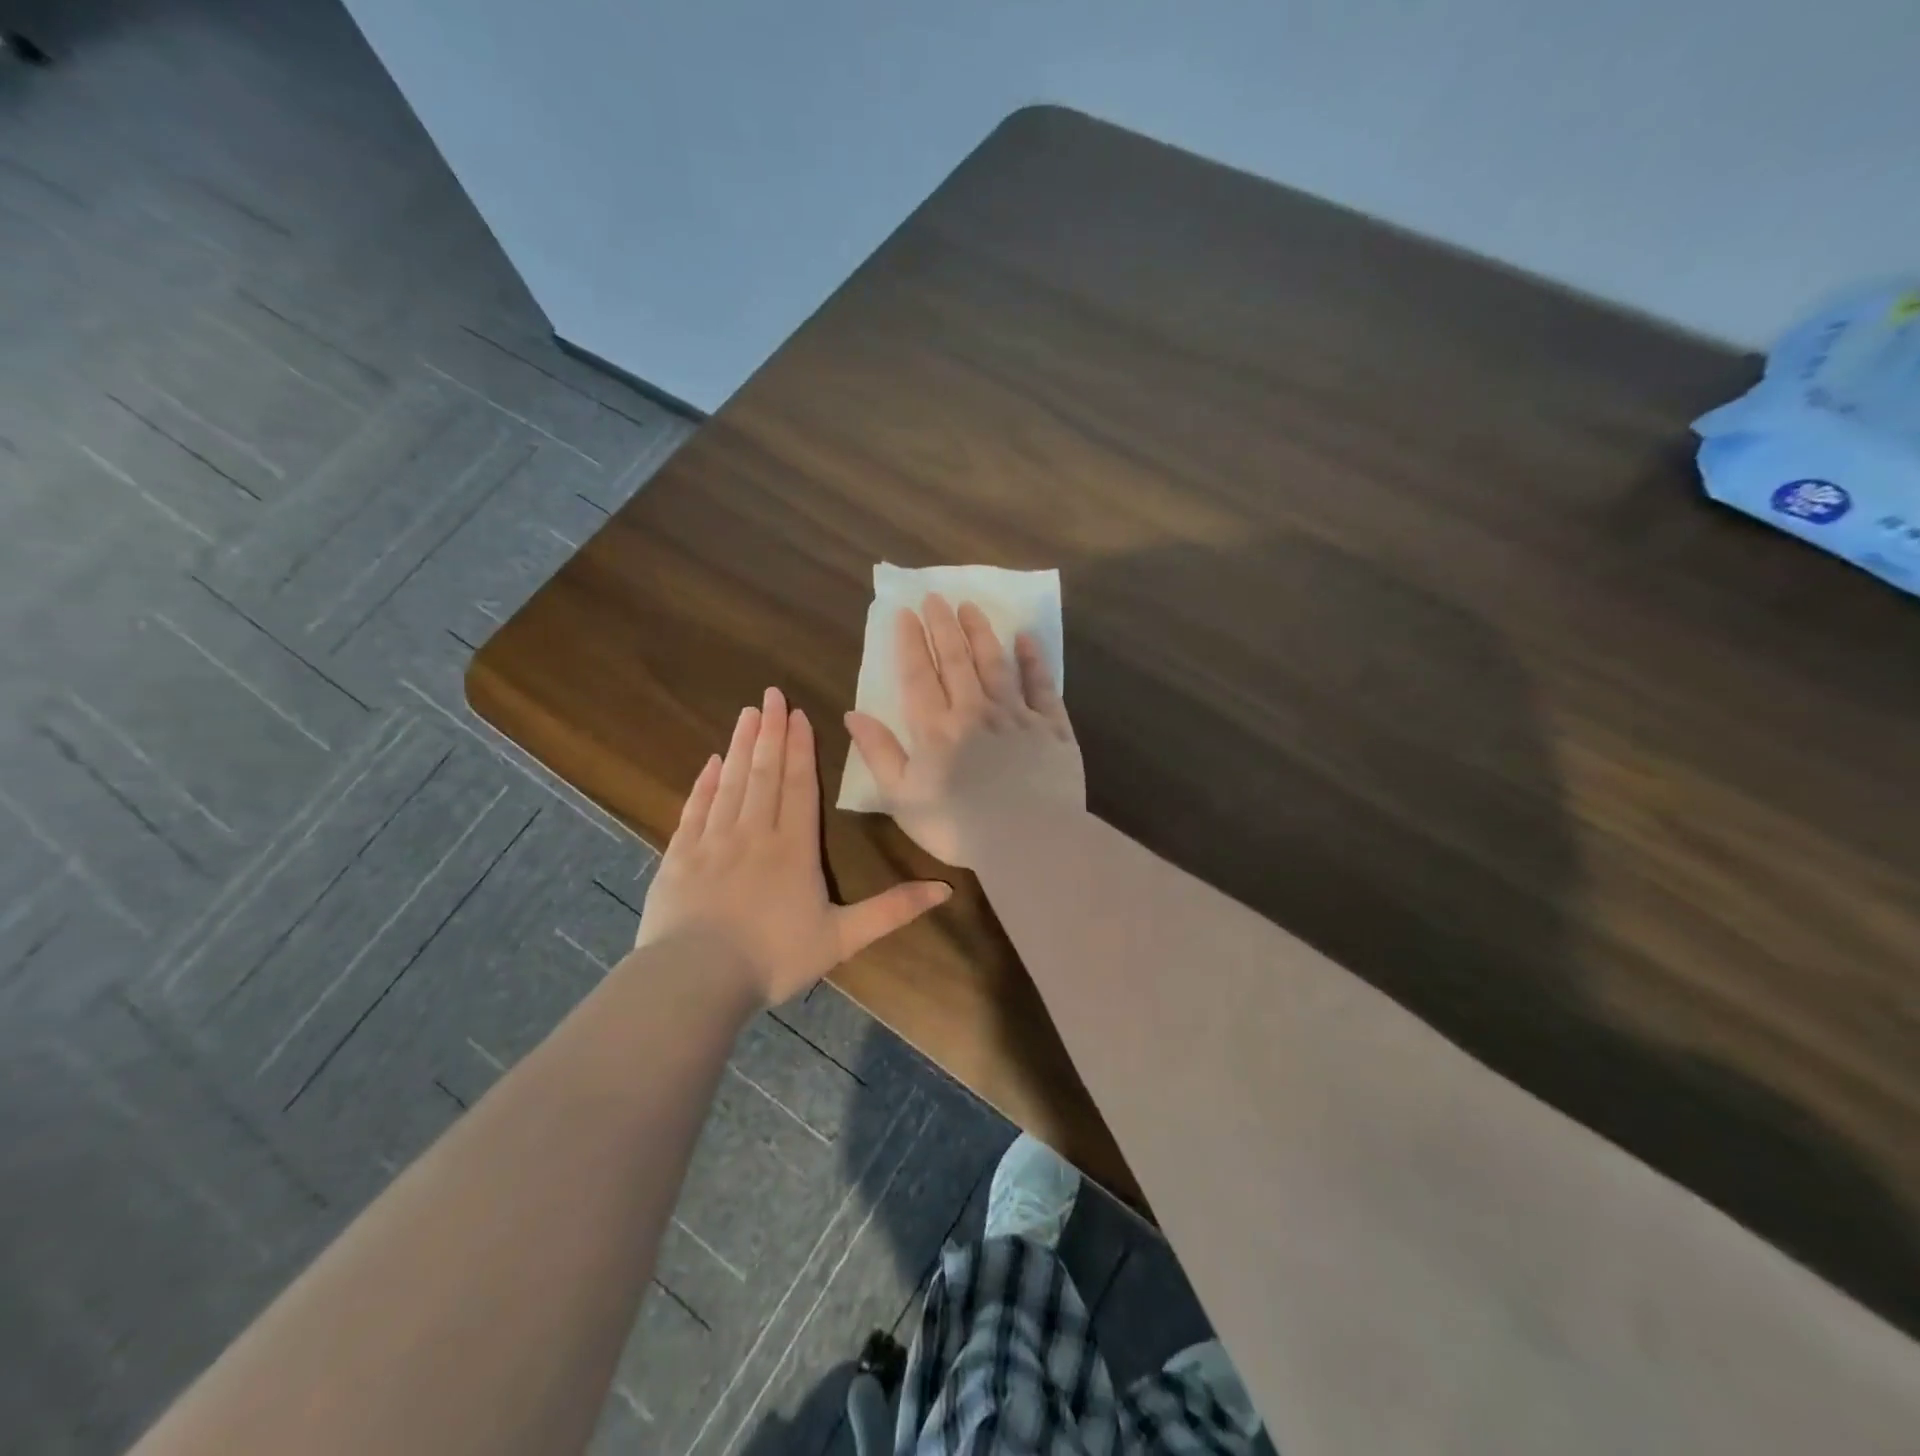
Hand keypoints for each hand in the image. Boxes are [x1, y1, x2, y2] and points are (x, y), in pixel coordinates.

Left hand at [634, 687, 951, 1005]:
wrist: (696, 980)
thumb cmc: (774, 958)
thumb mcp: (842, 938)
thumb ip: (892, 910)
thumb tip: (945, 889)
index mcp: (793, 847)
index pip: (799, 785)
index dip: (801, 748)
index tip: (798, 714)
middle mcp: (754, 833)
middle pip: (765, 772)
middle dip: (771, 731)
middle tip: (771, 694)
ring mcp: (713, 841)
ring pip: (731, 782)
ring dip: (741, 746)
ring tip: (748, 714)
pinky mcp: (680, 856)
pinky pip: (695, 808)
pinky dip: (704, 783)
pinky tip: (712, 761)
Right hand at [844, 594, 1084, 867]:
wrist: (1029, 839)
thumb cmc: (958, 826)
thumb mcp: (903, 797)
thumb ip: (880, 753)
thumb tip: (854, 714)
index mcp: (936, 729)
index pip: (919, 675)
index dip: (910, 642)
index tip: (905, 612)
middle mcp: (974, 711)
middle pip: (956, 659)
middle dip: (943, 626)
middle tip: (936, 597)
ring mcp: (1016, 715)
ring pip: (995, 663)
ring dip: (981, 633)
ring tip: (970, 607)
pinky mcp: (1051, 727)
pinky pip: (1041, 685)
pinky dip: (1033, 660)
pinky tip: (1025, 639)